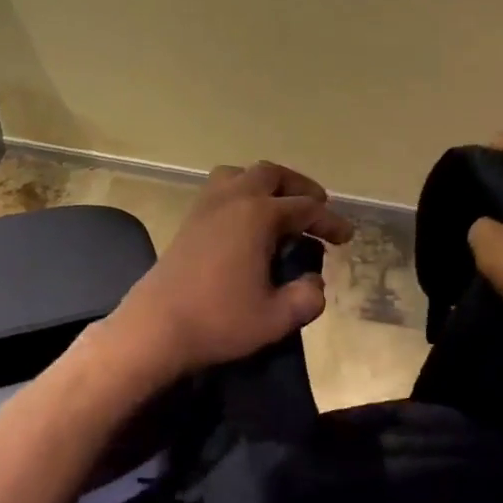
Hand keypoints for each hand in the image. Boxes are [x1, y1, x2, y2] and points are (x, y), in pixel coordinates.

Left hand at [110, 161, 354, 378]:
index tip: (346, 238)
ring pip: (240, 174)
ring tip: (280, 206)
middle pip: (272, 174)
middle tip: (318, 207)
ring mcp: (206, 206)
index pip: (306, 209)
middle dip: (300, 187)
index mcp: (259, 215)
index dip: (330, 222)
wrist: (156, 328)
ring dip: (266, 183)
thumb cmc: (219, 321)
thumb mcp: (277, 318)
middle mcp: (233, 199)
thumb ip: (307, 297)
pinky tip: (246, 221)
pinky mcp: (188, 220)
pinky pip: (220, 189)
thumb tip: (313, 283)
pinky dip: (241, 193)